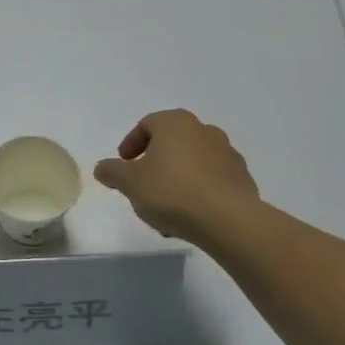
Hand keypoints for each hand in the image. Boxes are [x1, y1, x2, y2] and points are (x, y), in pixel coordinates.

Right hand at [93, 109, 261, 244]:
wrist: (229, 221)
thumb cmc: (172, 192)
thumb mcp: (130, 182)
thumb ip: (112, 172)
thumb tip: (102, 168)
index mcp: (175, 123)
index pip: (146, 125)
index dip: (130, 144)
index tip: (123, 166)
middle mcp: (204, 130)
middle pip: (171, 143)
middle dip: (154, 163)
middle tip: (142, 185)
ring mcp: (227, 153)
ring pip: (192, 163)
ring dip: (176, 178)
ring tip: (164, 208)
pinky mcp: (242, 178)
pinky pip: (211, 180)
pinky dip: (197, 191)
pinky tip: (188, 214)